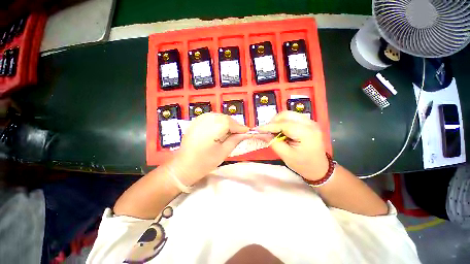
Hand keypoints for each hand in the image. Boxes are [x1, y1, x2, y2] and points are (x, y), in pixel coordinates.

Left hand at [168, 113, 249, 185]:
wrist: (183, 166)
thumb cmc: (204, 162)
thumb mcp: (223, 152)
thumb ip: (235, 140)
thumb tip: (244, 134)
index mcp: (212, 129)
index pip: (231, 122)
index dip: (240, 127)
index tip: (247, 132)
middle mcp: (205, 120)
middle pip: (225, 118)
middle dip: (234, 125)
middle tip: (240, 133)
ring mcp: (199, 120)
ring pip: (219, 116)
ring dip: (227, 122)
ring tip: (231, 132)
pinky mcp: (196, 121)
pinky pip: (211, 117)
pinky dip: (219, 121)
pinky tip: (220, 129)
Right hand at [253, 111, 328, 180]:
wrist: (319, 168)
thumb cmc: (303, 164)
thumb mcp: (285, 155)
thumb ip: (273, 142)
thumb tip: (261, 134)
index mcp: (306, 133)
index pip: (283, 124)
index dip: (269, 126)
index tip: (257, 129)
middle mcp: (310, 123)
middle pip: (287, 115)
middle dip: (273, 121)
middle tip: (266, 131)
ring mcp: (310, 122)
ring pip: (289, 114)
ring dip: (278, 121)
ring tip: (273, 131)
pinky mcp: (308, 123)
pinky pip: (292, 118)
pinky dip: (283, 122)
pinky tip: (281, 130)